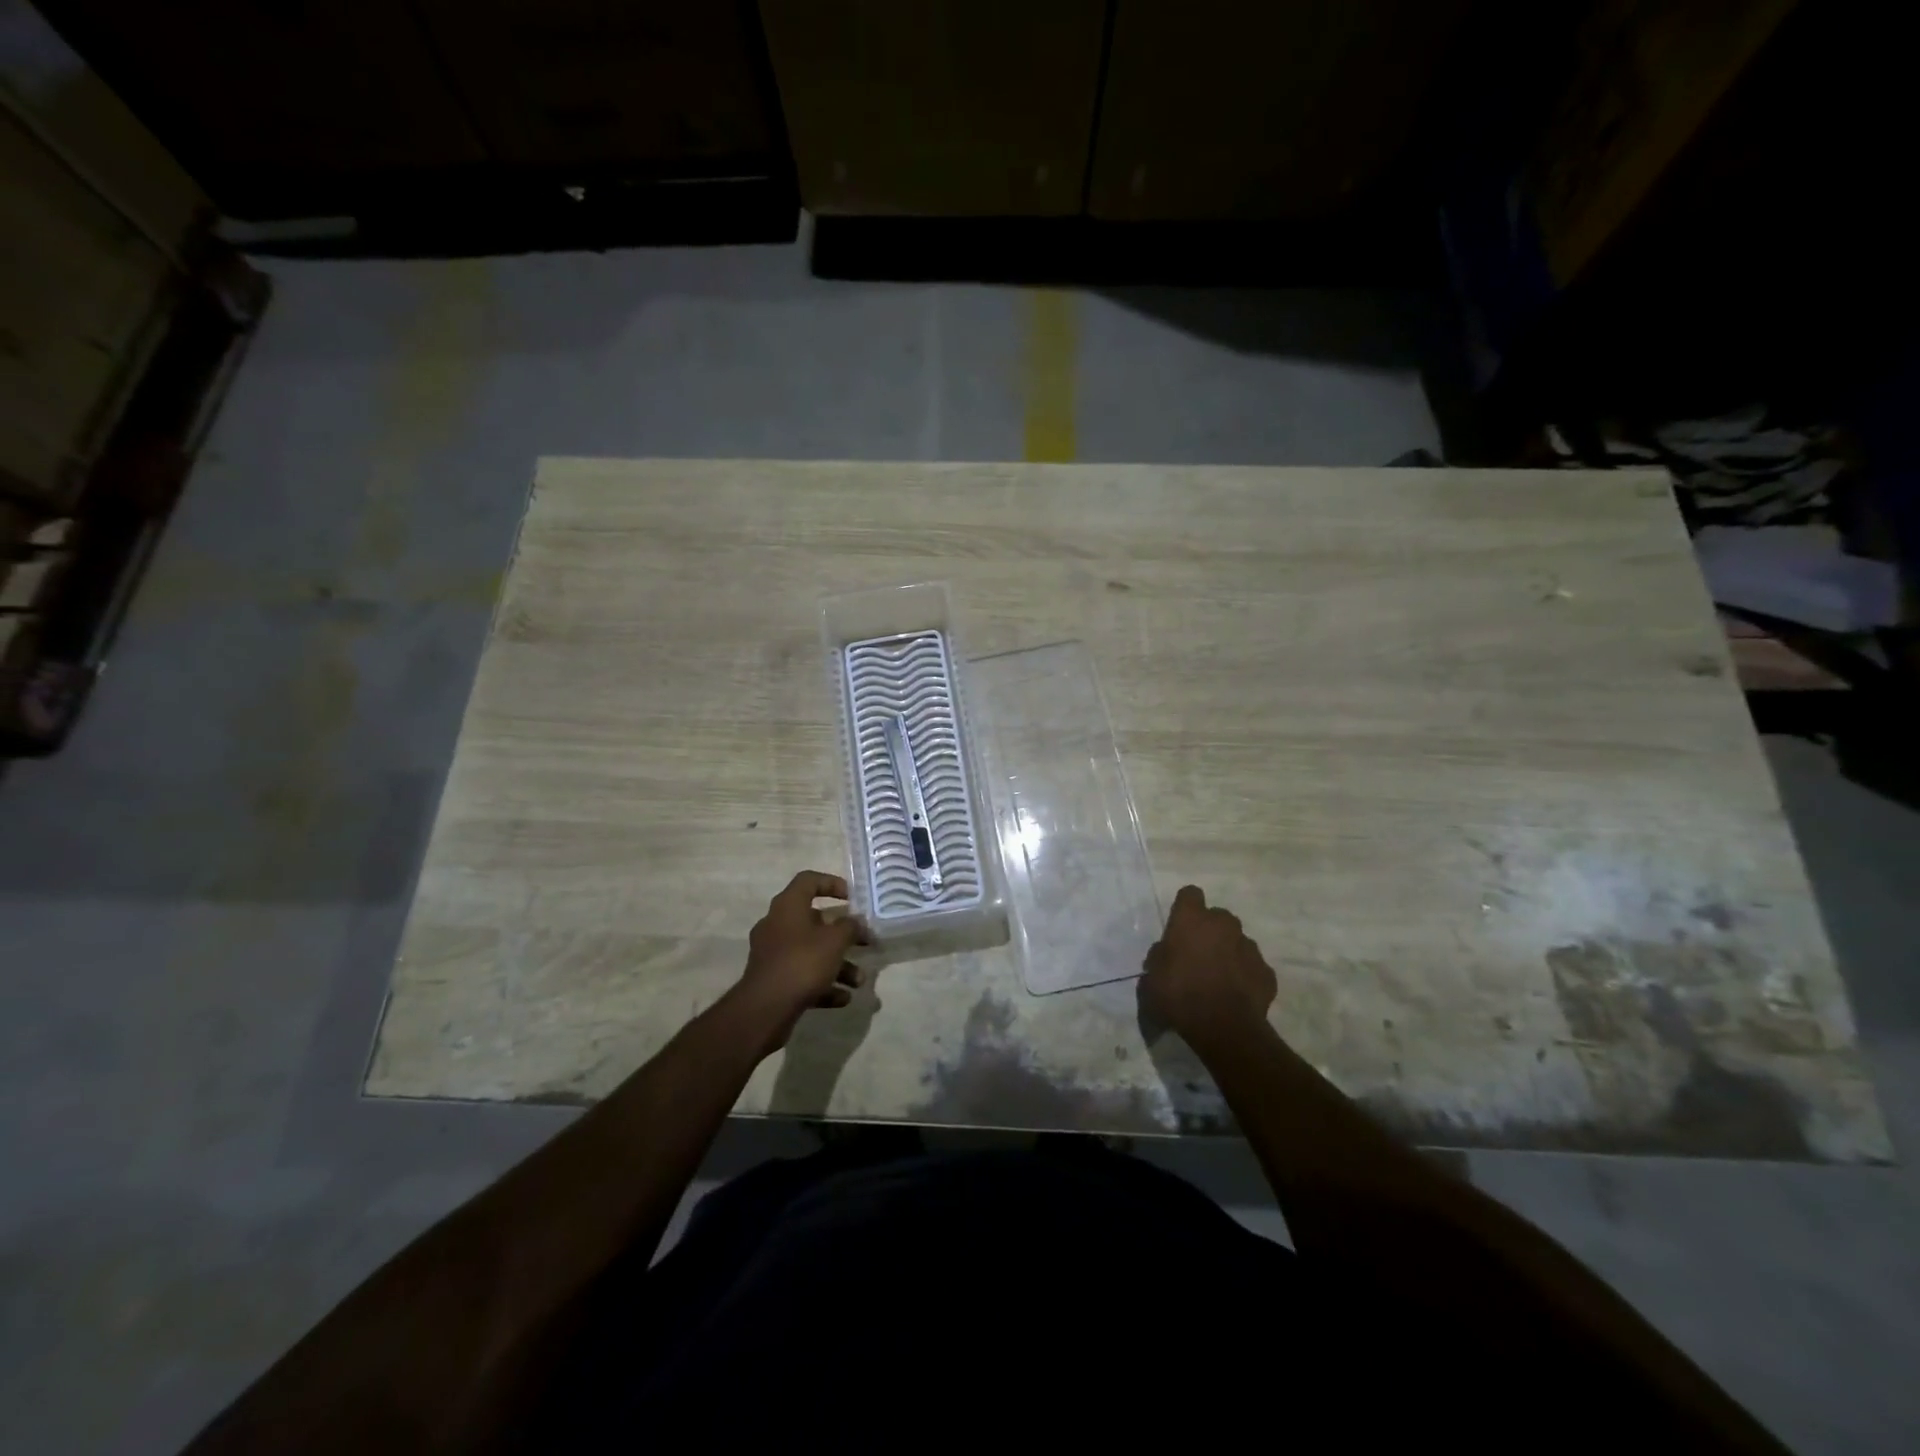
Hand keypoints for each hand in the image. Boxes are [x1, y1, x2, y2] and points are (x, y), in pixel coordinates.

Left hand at [736, 871, 866, 1048]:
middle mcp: (777, 925)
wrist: (764, 1009)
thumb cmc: (802, 963)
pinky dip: (823, 984)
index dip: (832, 883)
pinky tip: (843, 998)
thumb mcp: (835, 941)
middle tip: (865, 942)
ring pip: (811, 952)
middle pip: (814, 921)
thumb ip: (850, 927)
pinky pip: (803, 975)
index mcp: (788, 906)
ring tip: (858, 981)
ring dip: (838, 964)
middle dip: (843, 934)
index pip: (808, 881)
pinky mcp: (773, 980)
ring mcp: (773, 954)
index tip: (853, 897)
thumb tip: (856, 922)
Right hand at [1141, 885, 1276, 1050]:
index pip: (1190, 894)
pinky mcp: (1266, 972)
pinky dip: (1245, 976)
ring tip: (1218, 979)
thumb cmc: (1179, 996)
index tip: (1179, 926)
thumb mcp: (1151, 980)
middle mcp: (1223, 925)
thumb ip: (1157, 960)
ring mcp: (1249, 947)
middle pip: (1217, 917)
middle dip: (1209, 931)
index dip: (1185, 908)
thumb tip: (1164, 954)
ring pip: (1237, 942)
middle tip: (1197, 956)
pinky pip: (1252, 967)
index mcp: (1192, 920)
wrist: (1224, 1028)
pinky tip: (1236, 995)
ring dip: (1228, 953)